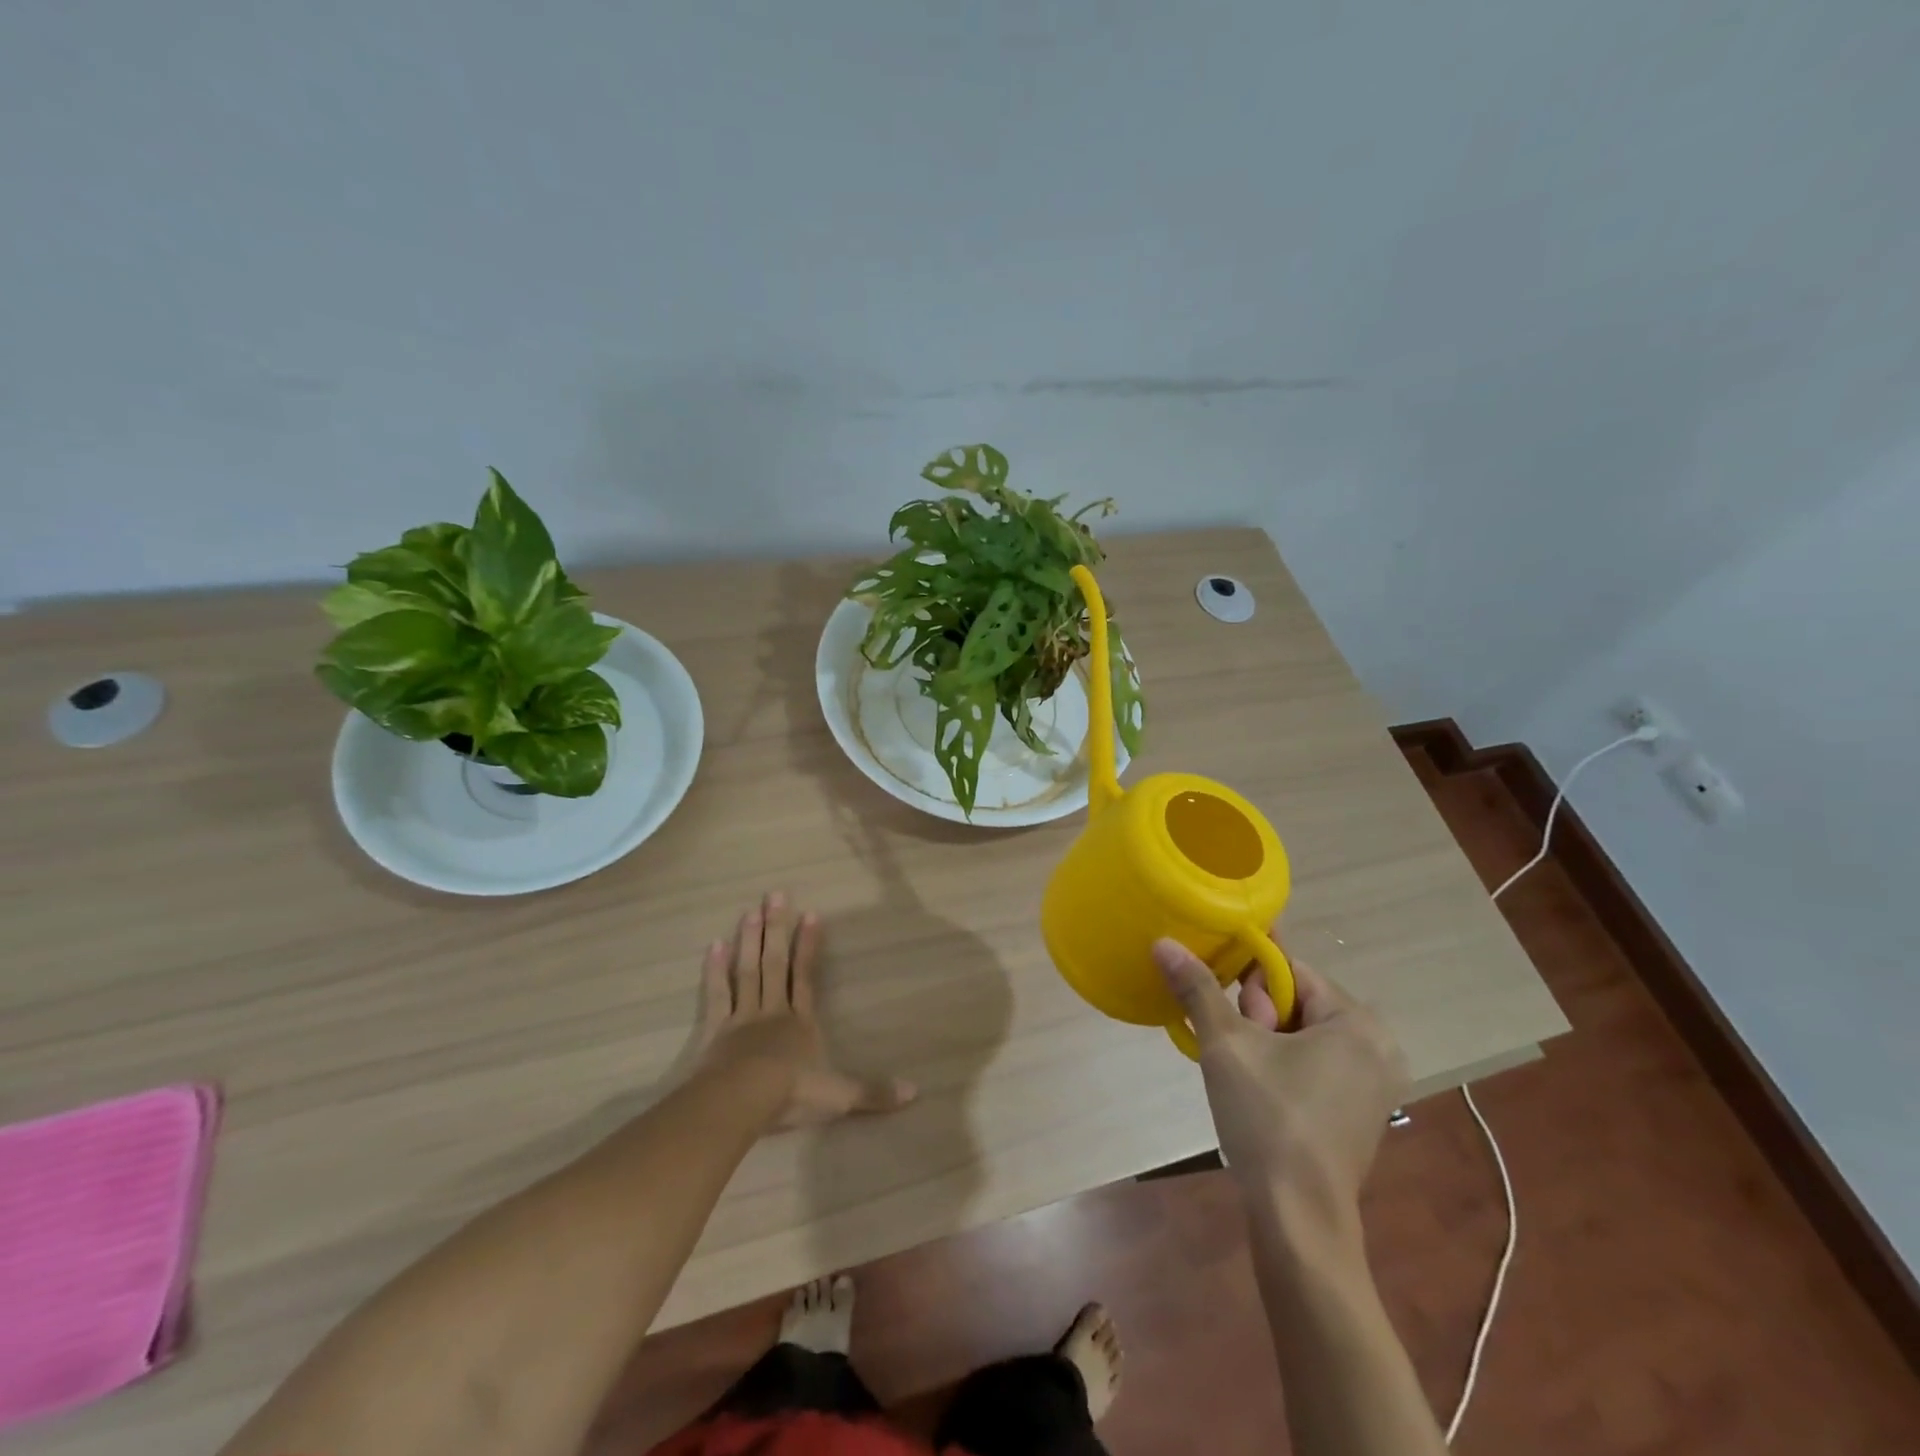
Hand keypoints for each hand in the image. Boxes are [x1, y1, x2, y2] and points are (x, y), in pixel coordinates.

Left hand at [690, 892, 916, 1128]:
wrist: (741, 1101)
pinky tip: (714, 945)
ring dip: (749, 941)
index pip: (806, 976)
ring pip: (747, 971)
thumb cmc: (792, 1094)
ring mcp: (742, 1018)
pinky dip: (715, 971)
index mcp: (801, 1023)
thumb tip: (916, 1093)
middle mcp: (773, 1011)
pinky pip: (718, 994)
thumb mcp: (839, 1096)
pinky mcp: (716, 1030)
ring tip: (750, 911)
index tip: (811, 914)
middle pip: (775, 963)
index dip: (809, 945)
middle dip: (777, 929)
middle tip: (775, 895)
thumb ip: (874, 1094)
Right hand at [1155, 938, 1408, 1235]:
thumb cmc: (1268, 1119)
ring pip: (1302, 1034)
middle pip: (1297, 1001)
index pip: (1290, 970)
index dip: (1250, 984)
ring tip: (1242, 1074)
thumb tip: (1164, 942)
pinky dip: (1283, 1066)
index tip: (1229, 1012)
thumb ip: (1197, 988)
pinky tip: (1259, 1092)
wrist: (1298, 1219)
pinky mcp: (1361, 1113)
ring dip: (1265, 1042)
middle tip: (1238, 1054)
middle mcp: (1377, 1046)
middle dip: (1259, 1017)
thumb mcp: (1226, 1045)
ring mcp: (1373, 1084)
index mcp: (1357, 1022)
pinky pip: (1315, 1064)